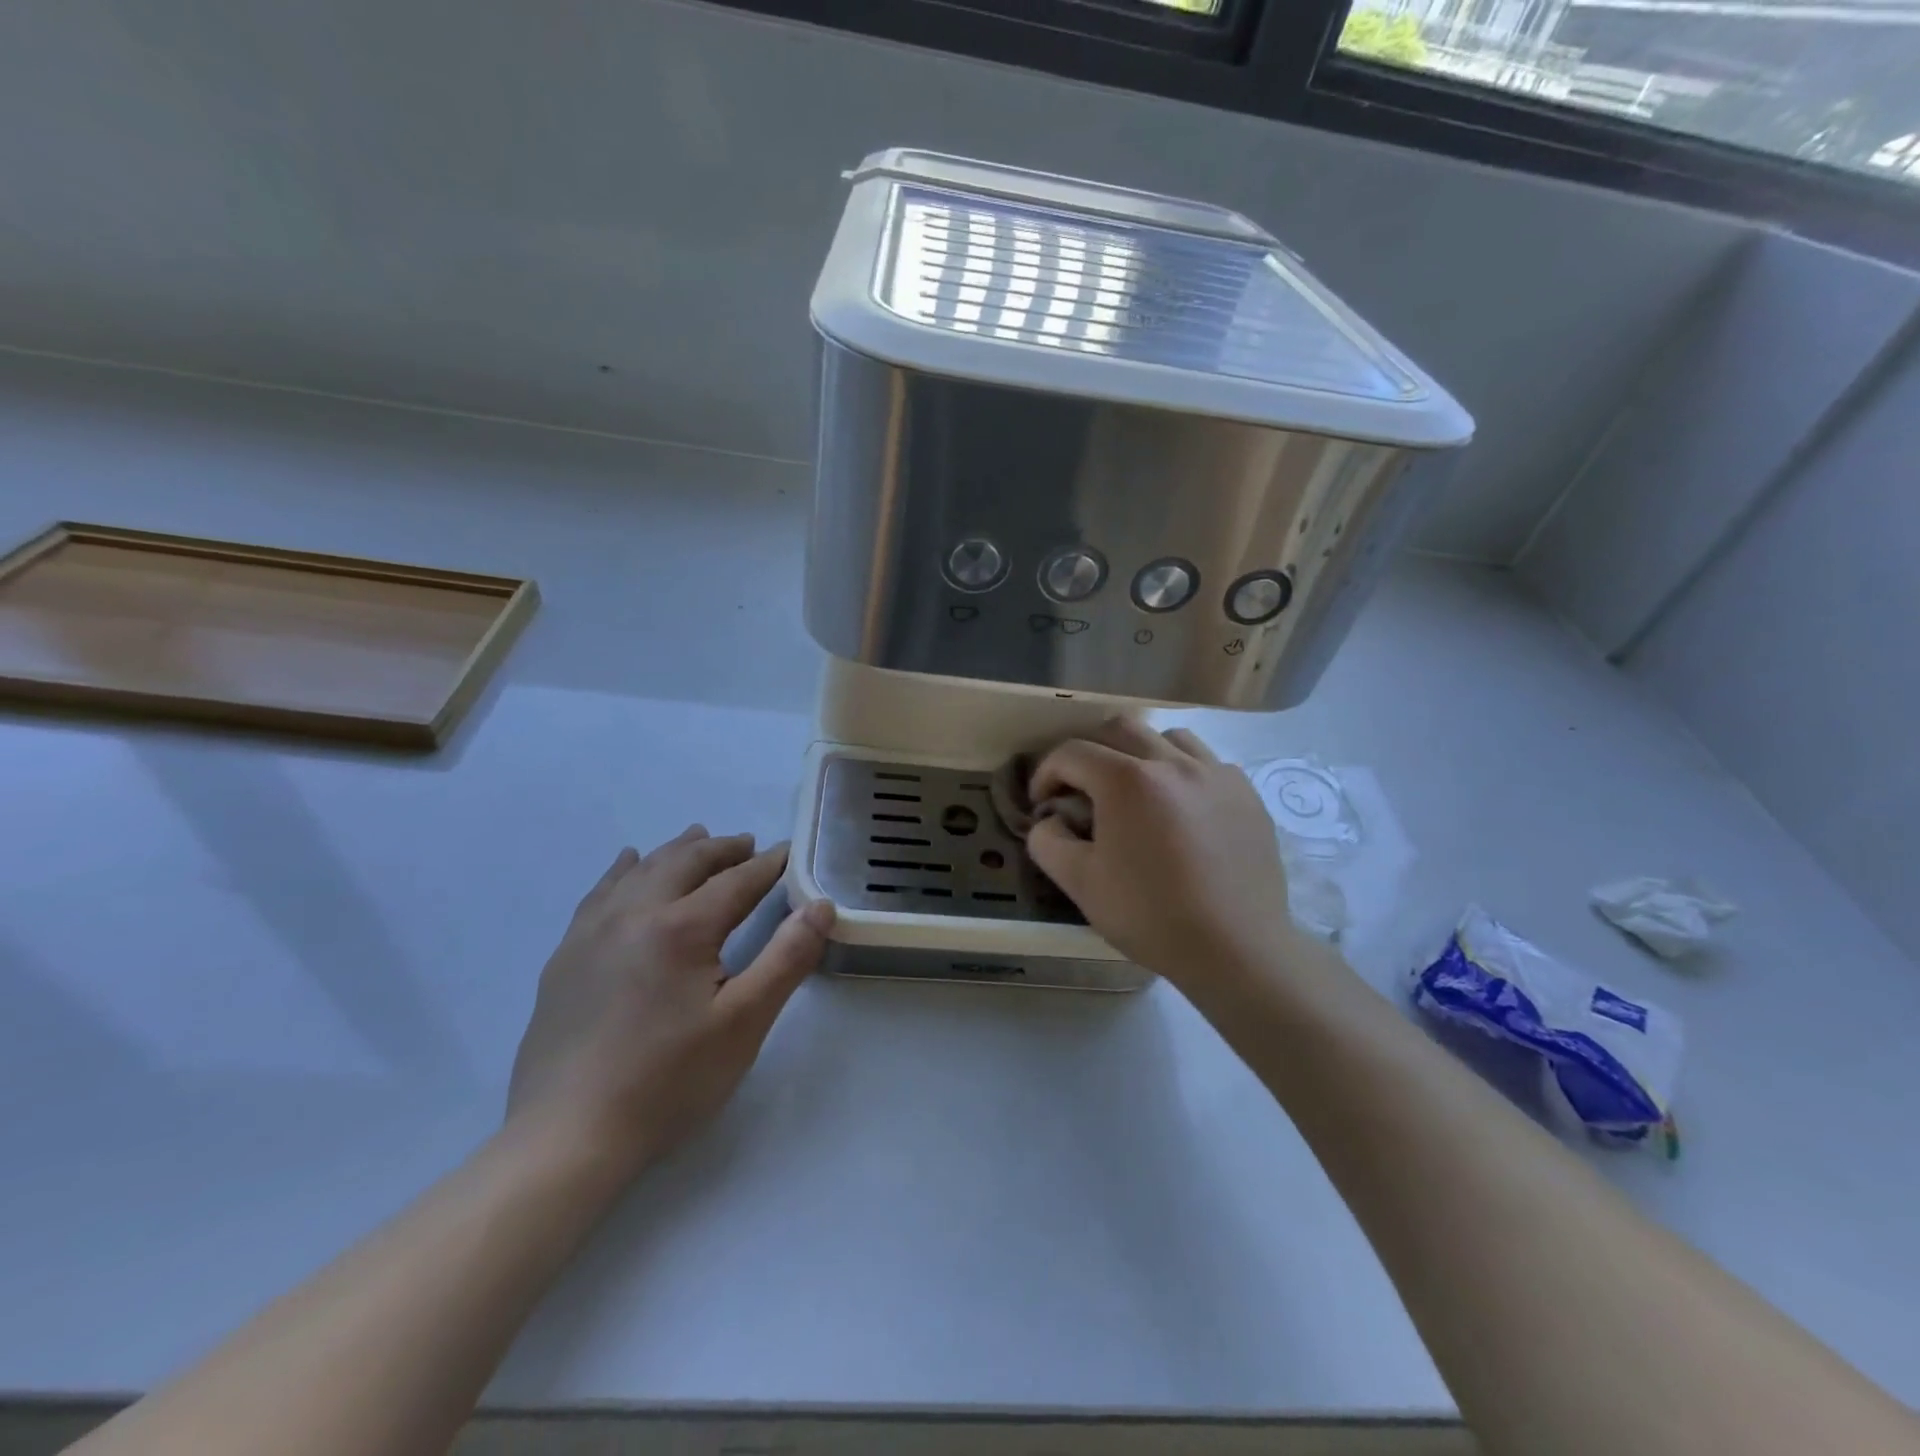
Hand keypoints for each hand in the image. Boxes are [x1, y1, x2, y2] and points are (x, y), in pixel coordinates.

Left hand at [507, 828, 833, 1173]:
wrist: (566, 1137)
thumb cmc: (669, 1081)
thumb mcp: (744, 1022)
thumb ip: (787, 957)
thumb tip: (821, 905)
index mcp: (682, 927)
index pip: (736, 881)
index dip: (767, 865)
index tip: (788, 851)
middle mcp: (635, 914)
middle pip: (685, 862)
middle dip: (722, 849)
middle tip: (749, 843)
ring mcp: (592, 933)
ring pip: (641, 870)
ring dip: (676, 850)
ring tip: (698, 837)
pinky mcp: (566, 956)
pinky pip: (599, 893)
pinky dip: (623, 870)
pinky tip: (628, 862)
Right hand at [1026, 721, 1294, 998]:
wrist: (1236, 949)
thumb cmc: (1151, 916)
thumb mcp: (1081, 884)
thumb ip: (1048, 841)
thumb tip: (1050, 819)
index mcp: (1128, 780)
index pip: (1072, 753)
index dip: (1046, 773)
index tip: (1042, 803)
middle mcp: (1173, 762)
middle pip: (1120, 727)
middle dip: (1090, 749)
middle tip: (1081, 786)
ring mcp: (1216, 774)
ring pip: (1169, 737)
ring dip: (1140, 753)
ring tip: (1136, 791)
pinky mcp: (1246, 794)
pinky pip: (1208, 763)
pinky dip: (1183, 773)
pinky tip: (1182, 810)